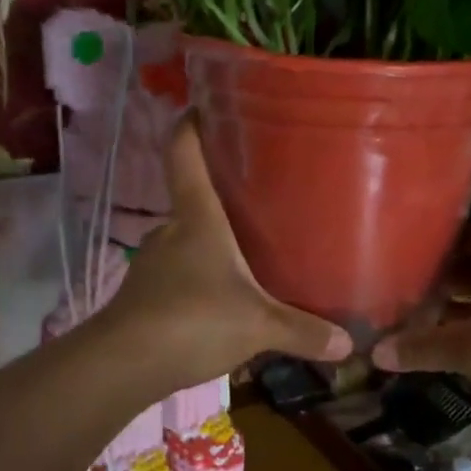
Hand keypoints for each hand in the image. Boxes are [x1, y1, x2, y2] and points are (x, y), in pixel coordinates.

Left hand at [100, 119, 352, 390]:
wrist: (123, 364)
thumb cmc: (193, 320)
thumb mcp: (258, 325)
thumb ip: (303, 331)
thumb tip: (348, 344)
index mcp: (197, 218)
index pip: (184, 153)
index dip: (190, 124)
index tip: (203, 105)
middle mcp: (172, 231)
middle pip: (193, 196)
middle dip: (221, 192)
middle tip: (260, 193)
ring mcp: (154, 263)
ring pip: (188, 239)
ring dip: (212, 241)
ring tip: (250, 248)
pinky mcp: (147, 295)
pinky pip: (181, 274)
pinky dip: (201, 277)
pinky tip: (223, 298)